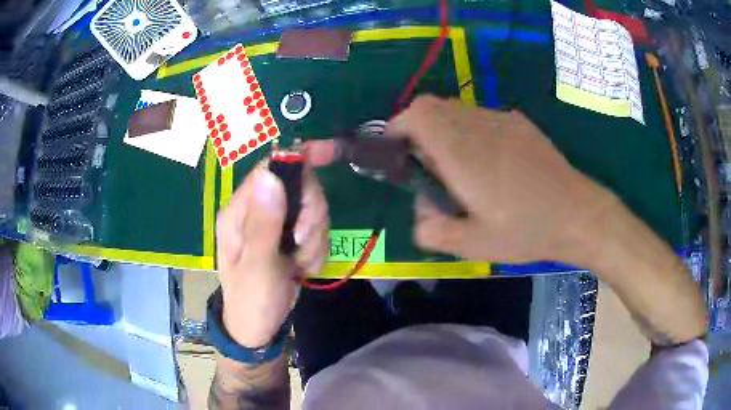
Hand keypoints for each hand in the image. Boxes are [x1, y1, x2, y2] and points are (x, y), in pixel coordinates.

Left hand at [216, 165, 328, 347]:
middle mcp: (258, 210)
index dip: (298, 159)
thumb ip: (264, 223)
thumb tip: (269, 175)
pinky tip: (302, 269)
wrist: (258, 327)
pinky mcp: (290, 237)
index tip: (329, 154)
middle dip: (311, 216)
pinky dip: (315, 250)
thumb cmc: (251, 299)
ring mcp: (275, 223)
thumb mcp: (258, 266)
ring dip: (314, 239)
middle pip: (300, 187)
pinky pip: (316, 231)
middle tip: (302, 244)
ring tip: (299, 265)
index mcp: (240, 211)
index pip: (271, 168)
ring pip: (312, 210)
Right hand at [386, 95, 615, 264]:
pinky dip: (468, 130)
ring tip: (459, 165)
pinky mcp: (519, 123)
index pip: (417, 115)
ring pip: (455, 109)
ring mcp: (501, 120)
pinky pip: (480, 116)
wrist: (578, 214)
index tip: (395, 151)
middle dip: (417, 128)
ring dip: (443, 129)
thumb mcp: (473, 245)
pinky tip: (489, 161)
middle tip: (426, 163)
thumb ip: (433, 229)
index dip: (397, 126)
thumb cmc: (526, 231)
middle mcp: (478, 126)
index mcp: (463, 153)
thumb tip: (420, 209)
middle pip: (432, 106)